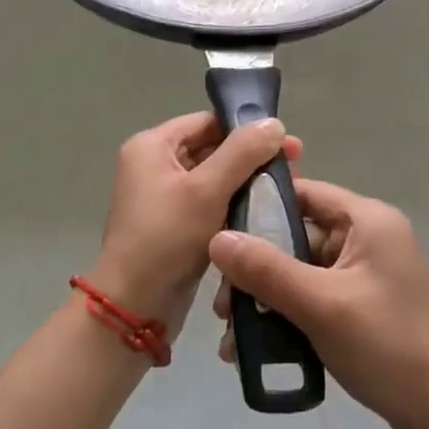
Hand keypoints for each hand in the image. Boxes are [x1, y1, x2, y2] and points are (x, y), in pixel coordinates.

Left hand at [91, 113, 301, 341]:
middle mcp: (153, 164)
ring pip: (213, 177)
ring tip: (284, 191)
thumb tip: (274, 123)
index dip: (247, 129)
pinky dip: (232, 204)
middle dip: (251, 158)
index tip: (287, 145)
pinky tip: (262, 212)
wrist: (135, 307)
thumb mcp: (207, 190)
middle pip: (211, 147)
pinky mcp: (172, 224)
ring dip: (245, 182)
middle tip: (294, 169)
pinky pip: (208, 203)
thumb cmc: (167, 238)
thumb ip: (242, 152)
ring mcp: (161, 196)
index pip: (207, 122)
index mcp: (152, 146)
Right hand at [208, 179, 428, 428]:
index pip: (304, 192)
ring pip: (300, 270)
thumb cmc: (386, 345)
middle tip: (223, 304)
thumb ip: (267, 270)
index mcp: (368, 220)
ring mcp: (365, 272)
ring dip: (265, 298)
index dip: (259, 208)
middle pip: (297, 236)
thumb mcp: (321, 305)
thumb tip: (215, 237)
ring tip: (232, 334)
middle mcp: (367, 237)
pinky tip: (255, 347)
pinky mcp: (361, 303)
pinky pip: (313, 296)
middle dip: (256, 269)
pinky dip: (285, 314)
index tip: (218, 234)